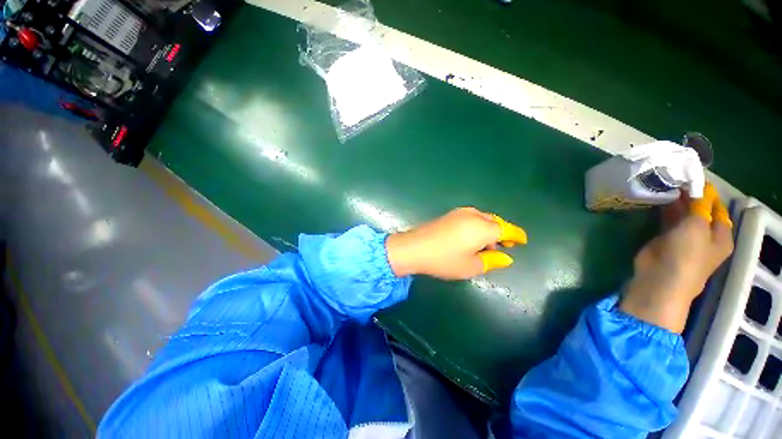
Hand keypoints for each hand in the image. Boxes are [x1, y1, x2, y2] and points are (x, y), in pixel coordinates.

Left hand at [385, 207, 527, 279]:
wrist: (414, 247)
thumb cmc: (444, 260)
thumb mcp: (470, 266)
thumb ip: (491, 260)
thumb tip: (506, 257)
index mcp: (483, 228)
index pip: (507, 230)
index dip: (516, 235)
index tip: (523, 241)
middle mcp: (474, 215)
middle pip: (495, 222)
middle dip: (502, 233)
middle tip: (504, 247)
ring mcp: (460, 213)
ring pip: (483, 218)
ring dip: (489, 230)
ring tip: (486, 246)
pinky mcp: (450, 214)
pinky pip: (471, 217)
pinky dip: (477, 226)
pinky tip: (471, 238)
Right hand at [621, 183, 733, 332]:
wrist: (659, 279)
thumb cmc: (686, 256)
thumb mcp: (698, 227)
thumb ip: (699, 205)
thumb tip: (700, 186)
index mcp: (720, 235)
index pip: (717, 207)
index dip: (708, 193)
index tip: (693, 177)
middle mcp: (705, 235)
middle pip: (700, 210)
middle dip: (690, 195)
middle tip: (675, 178)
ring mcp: (684, 237)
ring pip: (682, 214)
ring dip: (676, 201)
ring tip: (665, 184)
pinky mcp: (665, 239)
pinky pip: (667, 220)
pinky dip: (664, 210)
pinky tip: (658, 198)